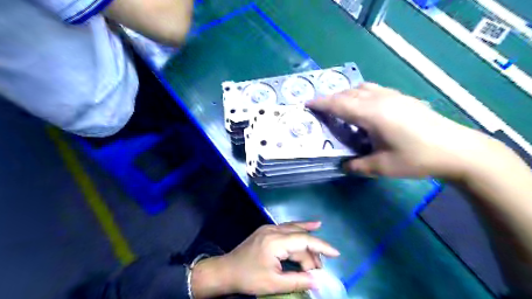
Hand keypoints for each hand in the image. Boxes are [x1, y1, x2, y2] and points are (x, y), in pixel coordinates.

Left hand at [194, 221, 338, 297]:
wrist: (226, 270)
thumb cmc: (248, 278)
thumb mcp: (273, 284)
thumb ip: (297, 281)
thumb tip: (318, 281)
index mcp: (275, 242)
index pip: (304, 241)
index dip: (322, 247)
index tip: (336, 254)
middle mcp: (274, 230)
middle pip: (300, 237)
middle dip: (312, 253)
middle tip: (318, 270)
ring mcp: (270, 228)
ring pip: (295, 230)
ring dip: (308, 242)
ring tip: (319, 256)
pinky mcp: (267, 230)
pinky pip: (288, 228)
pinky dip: (300, 229)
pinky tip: (312, 224)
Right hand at [306, 81, 496, 179]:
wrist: (457, 149)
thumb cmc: (416, 158)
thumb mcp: (382, 166)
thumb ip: (358, 166)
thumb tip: (344, 166)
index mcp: (371, 114)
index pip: (339, 104)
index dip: (321, 103)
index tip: (307, 104)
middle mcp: (380, 99)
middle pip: (348, 93)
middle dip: (331, 99)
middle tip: (320, 108)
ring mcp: (393, 96)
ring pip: (361, 88)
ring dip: (346, 95)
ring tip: (340, 106)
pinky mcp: (402, 98)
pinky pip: (373, 89)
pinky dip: (360, 94)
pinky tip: (363, 107)